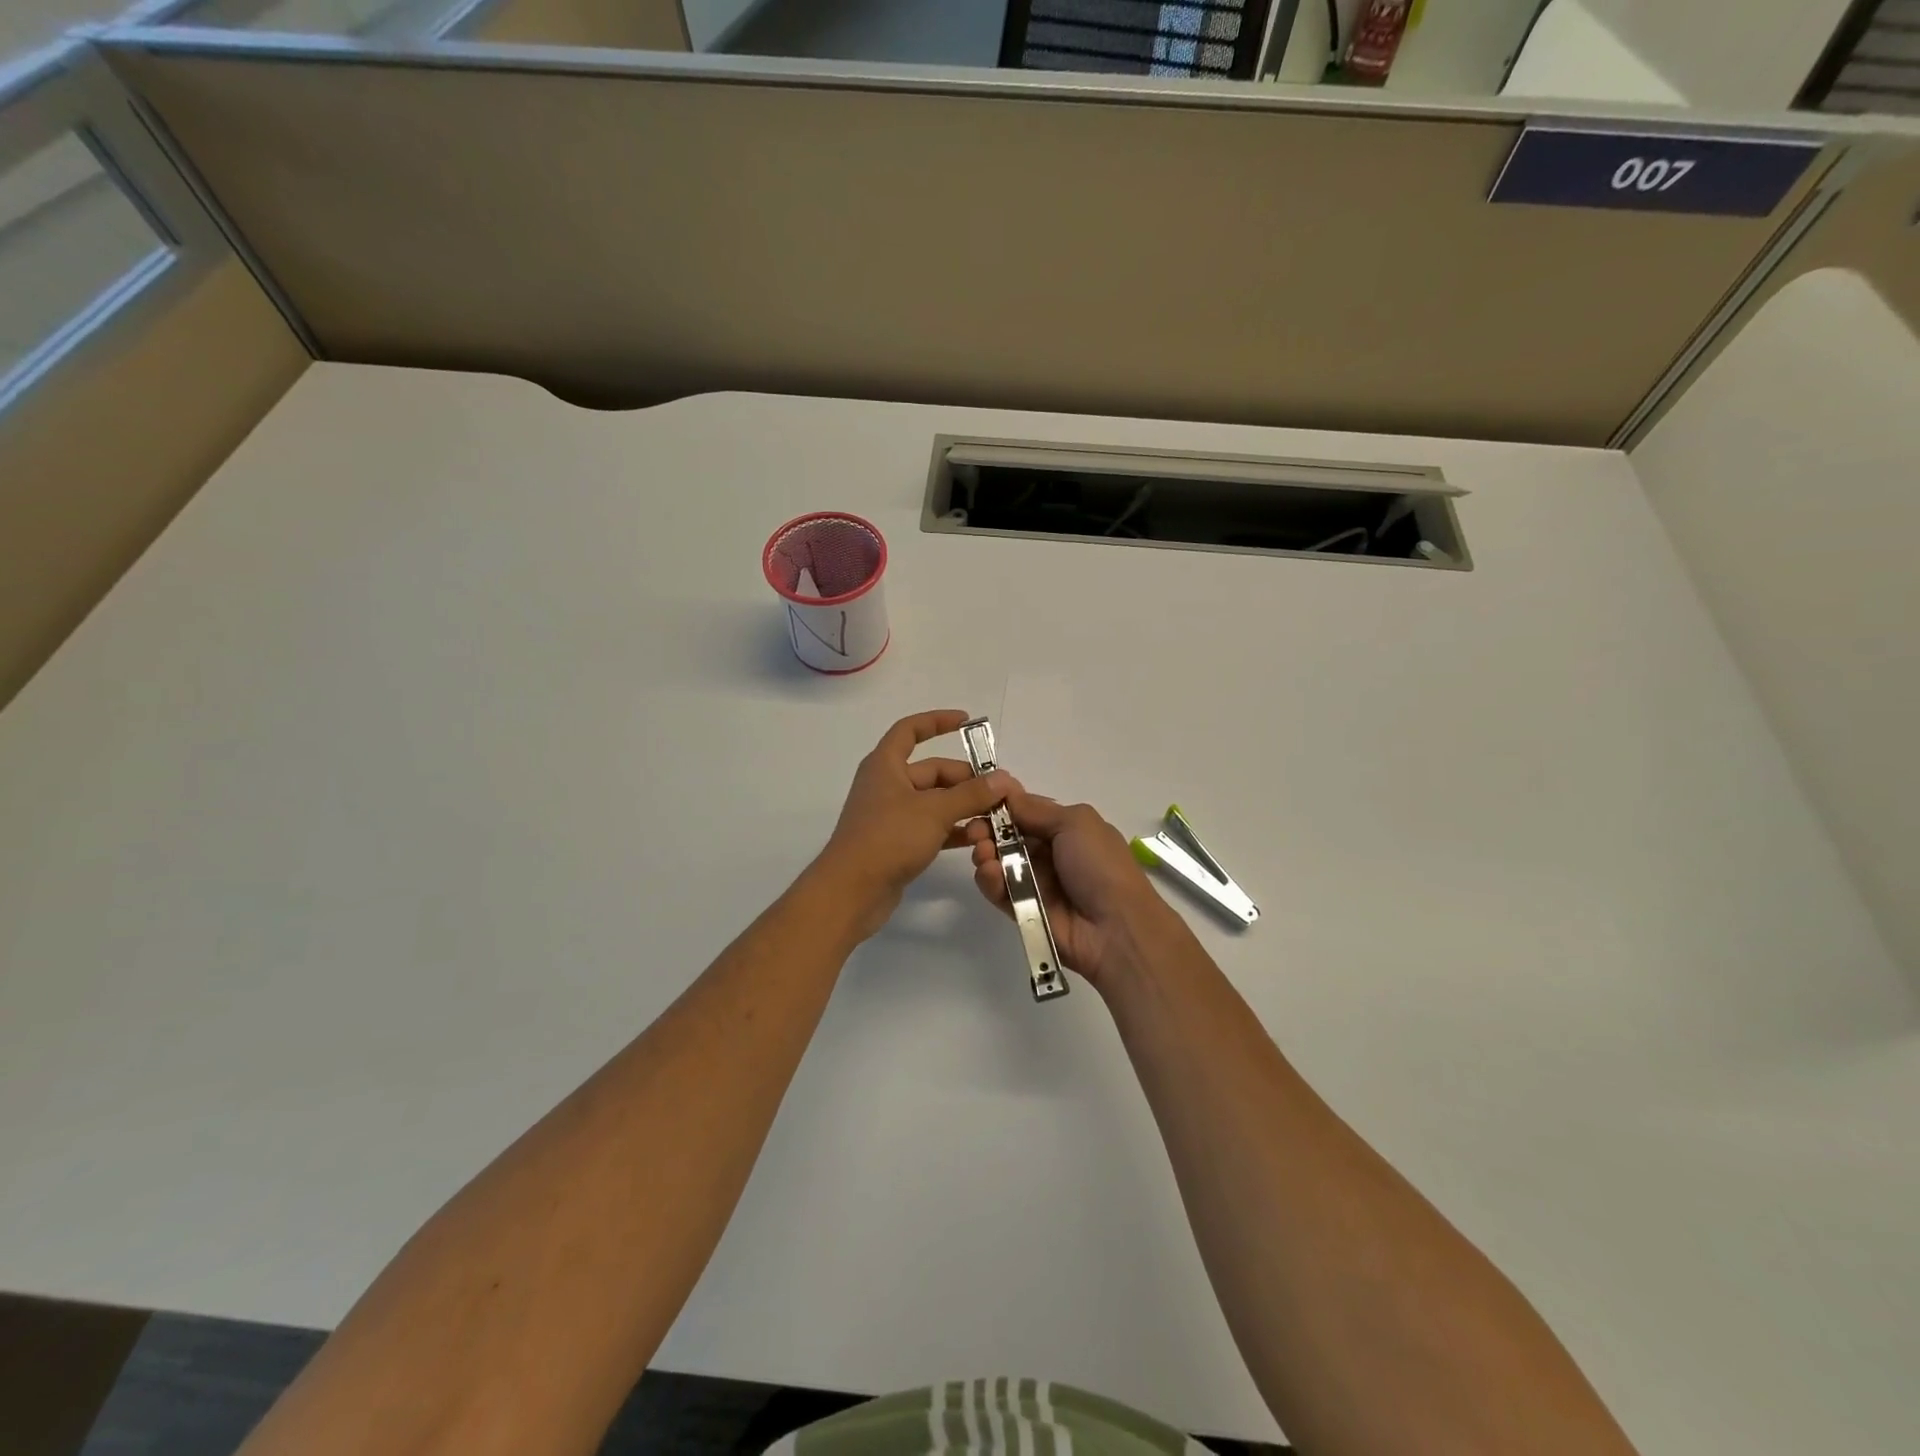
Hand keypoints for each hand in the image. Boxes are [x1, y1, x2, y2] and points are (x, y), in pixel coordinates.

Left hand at [817, 710, 1011, 940]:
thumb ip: (971, 794)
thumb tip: (1003, 779)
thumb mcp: (934, 811)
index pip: (910, 730)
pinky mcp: (897, 842)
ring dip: (964, 807)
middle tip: (1001, 792)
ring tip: (996, 818)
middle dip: (967, 780)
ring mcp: (892, 815)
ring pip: (935, 802)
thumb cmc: (888, 838)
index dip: (937, 721)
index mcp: (886, 765)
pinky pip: (931, 827)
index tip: (967, 721)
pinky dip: (953, 829)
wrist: (851, 891)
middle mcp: (887, 785)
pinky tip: (978, 839)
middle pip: (933, 772)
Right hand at [967, 787, 1178, 990]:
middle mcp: (1051, 854)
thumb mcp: (1076, 823)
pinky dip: (990, 881)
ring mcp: (1037, 884)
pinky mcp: (1023, 911)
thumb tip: (1007, 793)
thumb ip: (1036, 810)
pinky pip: (999, 892)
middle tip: (974, 831)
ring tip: (983, 853)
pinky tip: (988, 873)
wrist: (1116, 929)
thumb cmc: (1100, 866)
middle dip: (988, 830)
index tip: (980, 799)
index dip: (1004, 805)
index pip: (1027, 812)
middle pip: (1009, 837)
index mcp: (1068, 829)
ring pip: (1000, 863)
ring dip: (986, 854)